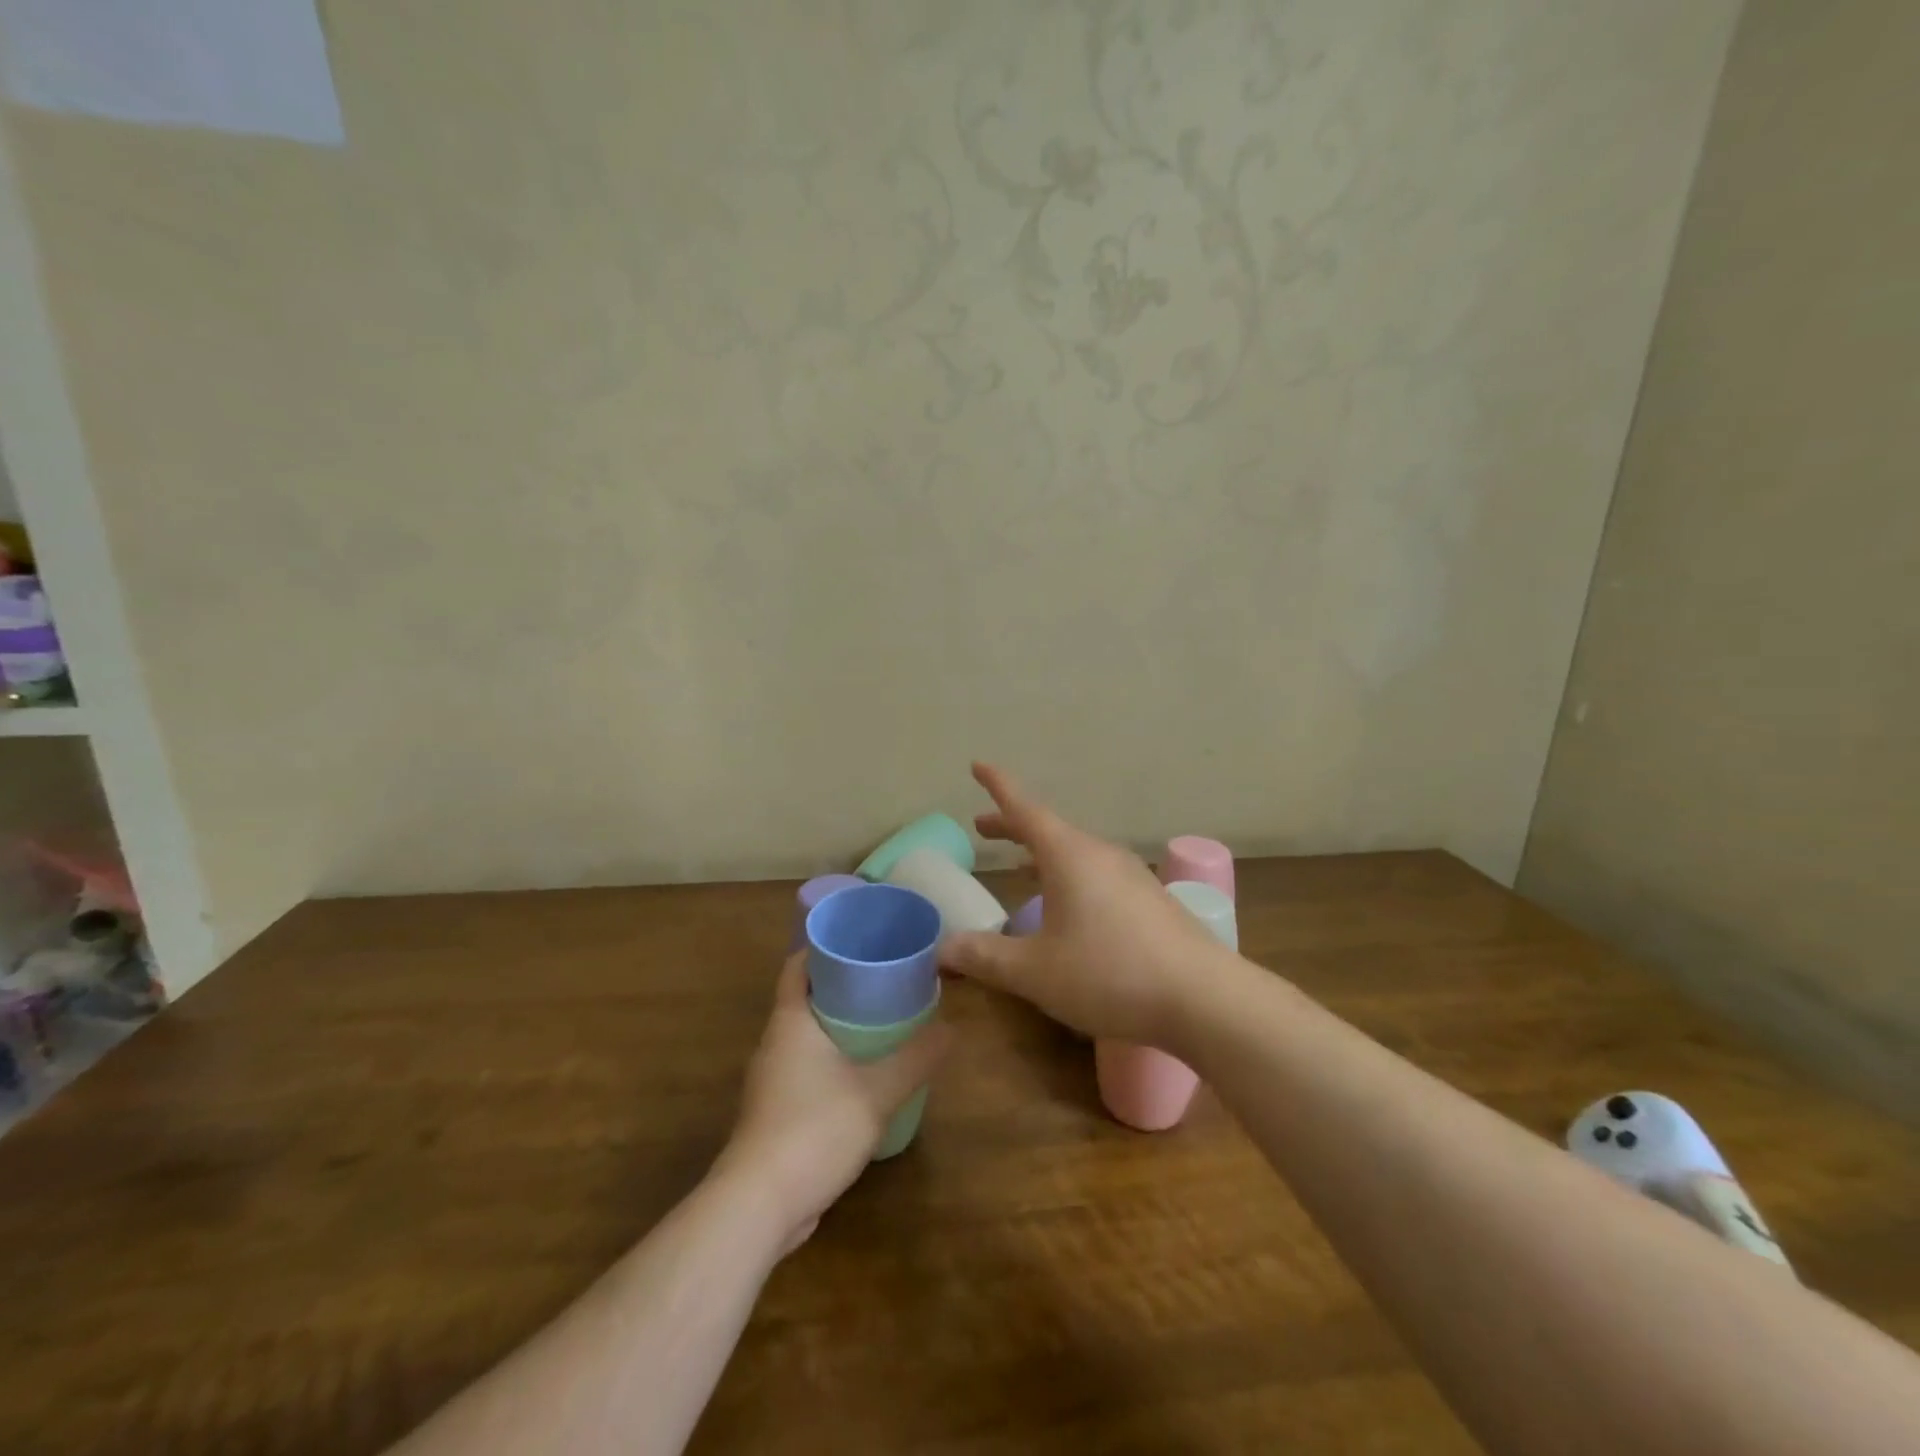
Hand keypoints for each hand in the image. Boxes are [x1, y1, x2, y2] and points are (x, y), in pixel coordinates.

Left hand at [716, 955, 950, 1252]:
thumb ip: (916, 1058)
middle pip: (808, 997)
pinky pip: (808, 1068)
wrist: (759, 1207)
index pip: (799, 964)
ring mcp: (773, 1079)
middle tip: (889, 979)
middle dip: (845, 985)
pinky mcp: (777, 1112)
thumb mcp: (877, 1091)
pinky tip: (866, 1074)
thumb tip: (953, 1028)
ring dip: (841, 1025)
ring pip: (809, 1035)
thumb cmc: (813, 1130)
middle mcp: (776, 1042)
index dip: (827, 946)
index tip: (863, 940)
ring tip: (886, 1021)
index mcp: (791, 1020)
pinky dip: (834, 1060)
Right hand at [938, 762, 1233, 1044]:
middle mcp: (1100, 854)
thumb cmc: (1110, 974)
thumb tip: (941, 949)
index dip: (997, 787)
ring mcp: (1130, 875)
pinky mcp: (1149, 900)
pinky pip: (1096, 873)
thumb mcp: (1035, 972)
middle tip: (982, 829)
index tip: (978, 765)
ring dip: (1042, 852)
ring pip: (1075, 852)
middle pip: (1048, 829)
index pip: (1024, 808)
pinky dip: (1069, 874)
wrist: (1204, 998)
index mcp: (1068, 855)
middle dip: (1012, 826)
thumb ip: (985, 957)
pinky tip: (1069, 907)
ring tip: (1021, 864)